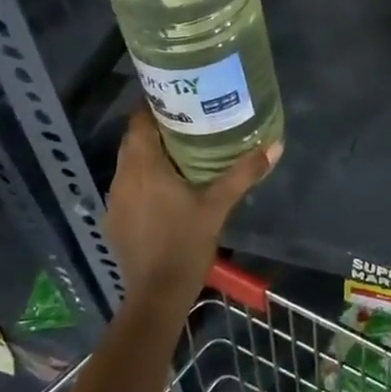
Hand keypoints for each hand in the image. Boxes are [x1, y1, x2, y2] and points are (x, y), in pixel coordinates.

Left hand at [103, 108, 278, 309]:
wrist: (157, 294)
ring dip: (149, 153)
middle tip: (188, 120)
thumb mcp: (218, 206)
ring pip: (129, 163)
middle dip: (155, 127)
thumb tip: (275, 145)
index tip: (179, 98)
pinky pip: (127, 185)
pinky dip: (143, 177)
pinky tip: (166, 186)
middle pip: (133, 139)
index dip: (154, 106)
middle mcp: (123, 177)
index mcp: (144, 166)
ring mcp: (115, 199)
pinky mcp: (115, 218)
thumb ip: (243, 173)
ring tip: (180, 149)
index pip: (138, 121)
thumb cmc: (186, 243)